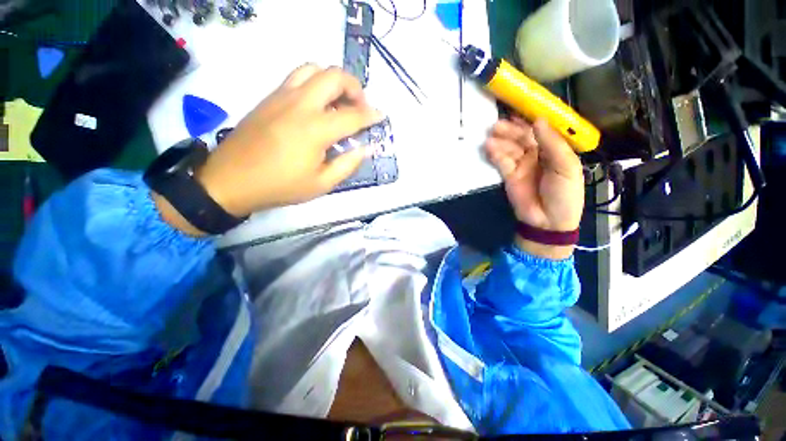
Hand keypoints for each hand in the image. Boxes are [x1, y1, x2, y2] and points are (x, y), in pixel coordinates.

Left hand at [196, 65, 383, 217]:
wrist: (231, 180)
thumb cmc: (280, 186)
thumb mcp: (321, 184)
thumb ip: (347, 164)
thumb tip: (365, 148)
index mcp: (315, 129)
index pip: (352, 115)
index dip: (371, 115)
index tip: (381, 116)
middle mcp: (300, 104)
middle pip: (334, 76)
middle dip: (354, 87)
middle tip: (359, 107)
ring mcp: (282, 96)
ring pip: (313, 69)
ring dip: (332, 81)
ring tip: (338, 102)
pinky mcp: (269, 97)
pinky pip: (297, 77)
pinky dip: (314, 83)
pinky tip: (316, 105)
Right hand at [485, 118, 583, 258]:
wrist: (549, 221)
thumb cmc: (565, 193)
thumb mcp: (566, 167)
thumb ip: (552, 144)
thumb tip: (538, 120)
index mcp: (553, 150)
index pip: (539, 132)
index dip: (529, 121)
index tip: (517, 112)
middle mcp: (536, 155)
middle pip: (521, 138)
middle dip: (509, 130)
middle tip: (496, 125)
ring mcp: (521, 165)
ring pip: (509, 149)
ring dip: (500, 141)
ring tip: (490, 135)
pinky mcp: (509, 176)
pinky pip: (501, 162)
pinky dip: (495, 155)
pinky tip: (489, 148)